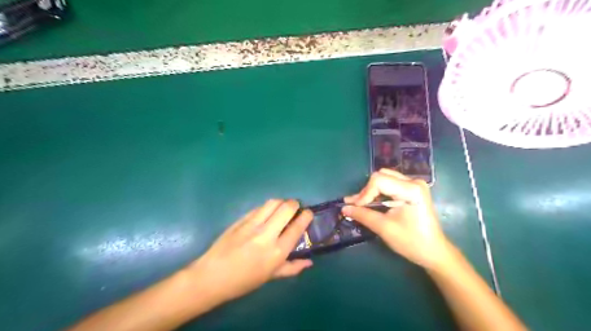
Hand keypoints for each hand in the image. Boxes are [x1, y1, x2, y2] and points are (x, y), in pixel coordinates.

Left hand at [186, 199, 313, 304]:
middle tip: (296, 208)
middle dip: (295, 204)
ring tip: (282, 207)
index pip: (297, 227)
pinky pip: (258, 207)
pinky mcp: (240, 220)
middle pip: (286, 208)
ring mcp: (252, 225)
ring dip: (281, 202)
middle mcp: (266, 234)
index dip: (306, 216)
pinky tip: (266, 213)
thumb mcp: (271, 276)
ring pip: (272, 203)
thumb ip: (292, 268)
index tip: (308, 213)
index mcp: (276, 252)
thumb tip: (309, 262)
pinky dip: (267, 207)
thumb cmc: (244, 281)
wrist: (212, 276)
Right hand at [342, 170, 452, 270]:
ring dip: (371, 191)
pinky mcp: (412, 190)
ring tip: (361, 205)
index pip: (379, 181)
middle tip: (356, 206)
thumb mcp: (384, 228)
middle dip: (366, 191)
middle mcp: (413, 181)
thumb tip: (344, 208)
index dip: (364, 193)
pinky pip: (390, 184)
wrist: (434, 252)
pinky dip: (379, 193)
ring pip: (384, 179)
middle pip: (381, 177)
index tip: (355, 208)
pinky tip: (372, 203)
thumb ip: (363, 215)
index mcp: (411, 189)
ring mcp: (414, 184)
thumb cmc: (411, 241)